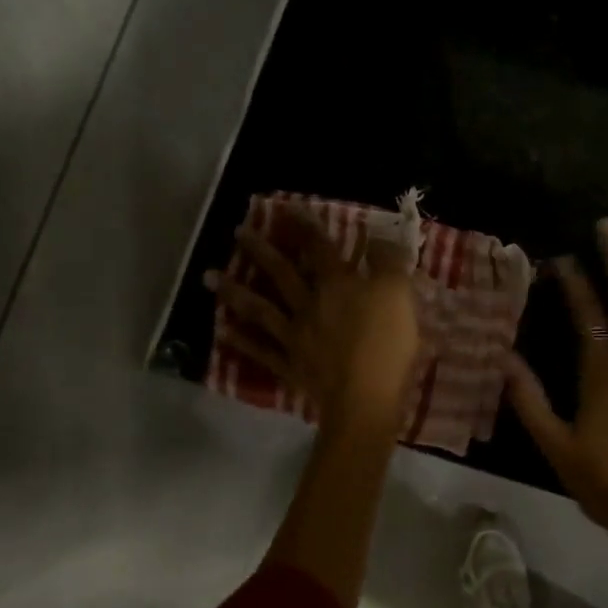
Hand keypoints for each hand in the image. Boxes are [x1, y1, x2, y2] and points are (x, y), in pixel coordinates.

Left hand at [206, 210, 420, 425]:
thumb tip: (379, 236)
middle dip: (259, 250)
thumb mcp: (398, 294)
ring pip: (259, 309)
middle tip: (237, 232)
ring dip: (234, 291)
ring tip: (209, 276)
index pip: (320, 248)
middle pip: (280, 273)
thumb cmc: (386, 344)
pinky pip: (260, 350)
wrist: (365, 399)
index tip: (288, 208)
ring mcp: (294, 337)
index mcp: (336, 285)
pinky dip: (240, 341)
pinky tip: (222, 331)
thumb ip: (389, 262)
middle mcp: (308, 305)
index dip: (306, 226)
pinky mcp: (290, 367)